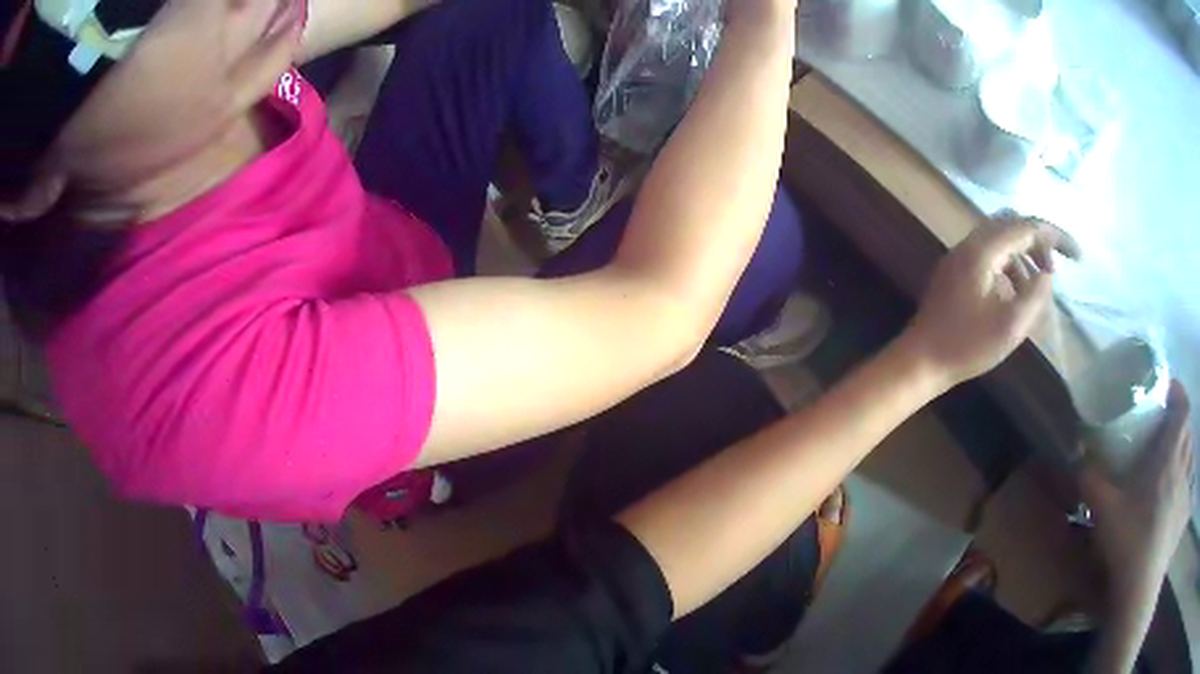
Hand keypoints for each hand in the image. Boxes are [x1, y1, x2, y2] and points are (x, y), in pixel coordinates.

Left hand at [901, 214, 1079, 386]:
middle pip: (1012, 225)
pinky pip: (989, 257)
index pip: (1027, 227)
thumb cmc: (967, 346)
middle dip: (1039, 243)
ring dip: (1024, 257)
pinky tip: (1016, 295)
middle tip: (1055, 270)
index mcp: (983, 250)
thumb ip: (1035, 294)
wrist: (920, 361)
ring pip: (1000, 241)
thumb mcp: (1011, 325)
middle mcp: (970, 244)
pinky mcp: (956, 272)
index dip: (1056, 236)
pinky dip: (1009, 268)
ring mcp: (960, 256)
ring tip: (1039, 286)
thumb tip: (1047, 273)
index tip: (1079, 256)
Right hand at [1082, 381, 1194, 595]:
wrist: (1140, 589)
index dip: (1178, 392)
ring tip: (1172, 468)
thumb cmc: (1129, 541)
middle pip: (1188, 431)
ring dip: (1185, 455)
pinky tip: (1174, 505)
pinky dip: (1184, 489)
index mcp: (1170, 454)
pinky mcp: (1183, 519)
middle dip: (1180, 425)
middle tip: (1166, 435)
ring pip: (1191, 460)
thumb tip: (1077, 459)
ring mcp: (1186, 493)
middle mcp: (1184, 466)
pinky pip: (1188, 493)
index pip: (1183, 407)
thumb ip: (1091, 480)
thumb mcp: (1104, 511)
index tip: (1167, 391)